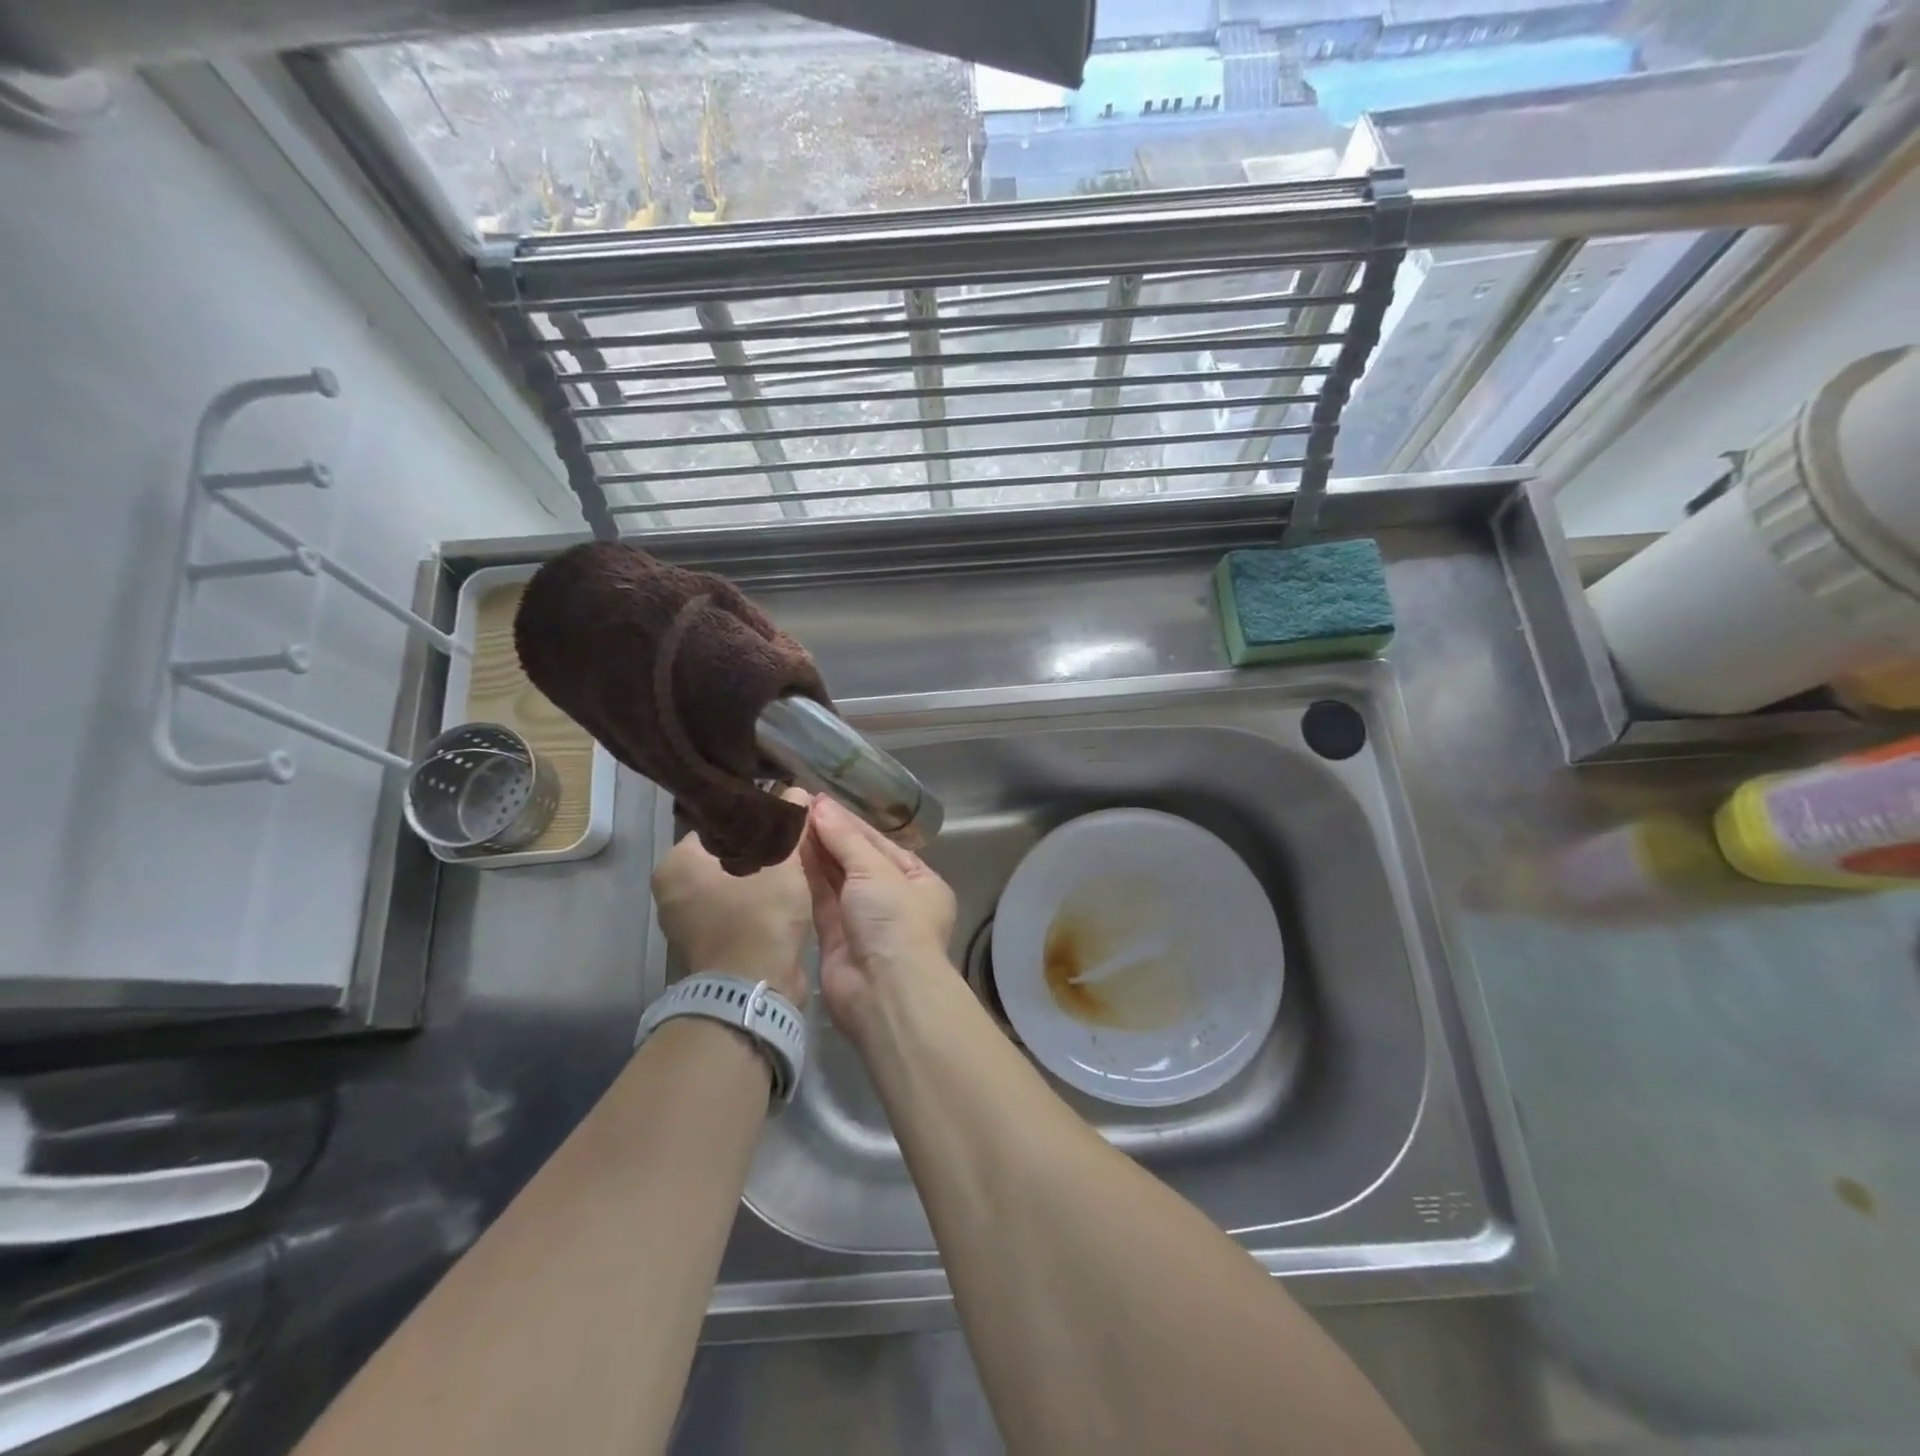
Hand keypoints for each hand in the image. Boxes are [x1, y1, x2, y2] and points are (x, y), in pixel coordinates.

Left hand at [651, 791, 812, 1007]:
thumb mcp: (782, 860)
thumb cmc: (761, 914)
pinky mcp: (706, 947)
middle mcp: (671, 892)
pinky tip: (785, 898)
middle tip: (793, 842)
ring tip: (795, 868)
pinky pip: (734, 911)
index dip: (756, 819)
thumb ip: (788, 822)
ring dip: (761, 878)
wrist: (754, 989)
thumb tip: (796, 791)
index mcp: (676, 863)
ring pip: (732, 885)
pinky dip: (756, 904)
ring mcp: (685, 924)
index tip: (784, 819)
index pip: (719, 825)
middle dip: (760, 850)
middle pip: (725, 855)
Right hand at [801, 795, 957, 1044]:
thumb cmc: (894, 920)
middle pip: (857, 861)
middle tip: (797, 807)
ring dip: (816, 854)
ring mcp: (864, 921)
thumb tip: (820, 805)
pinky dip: (807, 879)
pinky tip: (788, 853)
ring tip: (788, 823)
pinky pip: (820, 901)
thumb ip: (845, 839)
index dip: (850, 822)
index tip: (819, 801)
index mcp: (919, 881)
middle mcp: (893, 899)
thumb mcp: (876, 870)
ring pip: (836, 880)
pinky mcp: (835, 939)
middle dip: (831, 837)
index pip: (880, 843)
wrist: (884, 991)